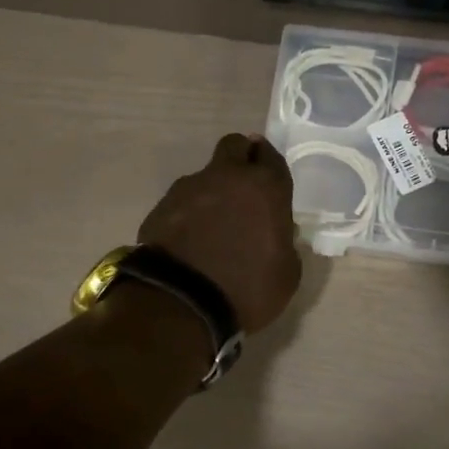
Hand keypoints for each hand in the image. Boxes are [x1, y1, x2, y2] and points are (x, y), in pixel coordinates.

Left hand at [139, 133, 301, 333]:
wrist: (181, 302)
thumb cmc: (247, 289)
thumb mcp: (286, 274)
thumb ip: (284, 244)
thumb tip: (275, 234)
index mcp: (265, 188)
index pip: (271, 156)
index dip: (269, 163)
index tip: (268, 175)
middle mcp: (227, 177)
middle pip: (235, 146)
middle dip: (241, 158)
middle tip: (243, 186)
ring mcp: (190, 188)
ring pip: (206, 175)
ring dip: (213, 191)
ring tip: (212, 226)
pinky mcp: (162, 206)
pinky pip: (182, 201)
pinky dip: (189, 213)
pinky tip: (190, 240)